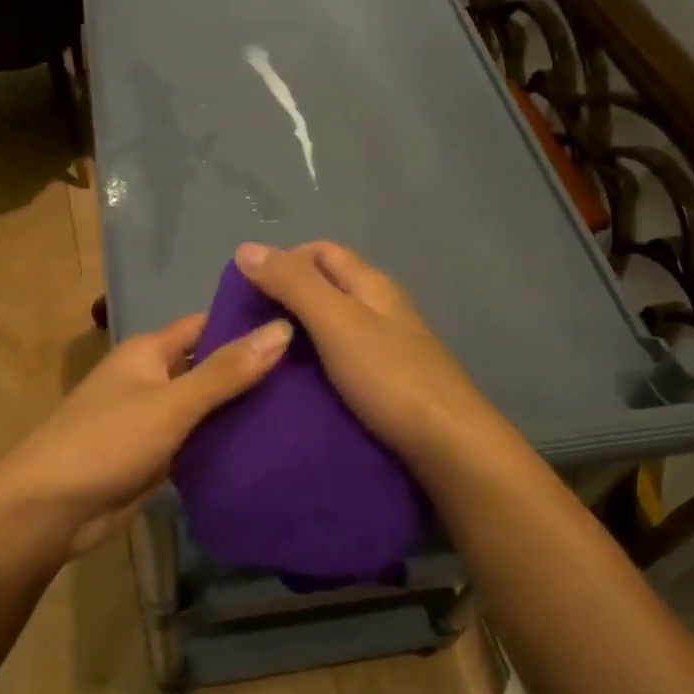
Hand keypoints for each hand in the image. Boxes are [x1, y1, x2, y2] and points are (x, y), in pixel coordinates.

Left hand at [0, 310, 293, 555]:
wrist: (51, 510)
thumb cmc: (107, 441)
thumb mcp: (171, 403)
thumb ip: (226, 371)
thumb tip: (282, 330)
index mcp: (149, 352)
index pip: (207, 324)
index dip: (247, 323)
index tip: (300, 323)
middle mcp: (152, 379)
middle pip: (210, 366)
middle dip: (253, 369)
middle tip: (315, 370)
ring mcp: (155, 420)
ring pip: (207, 407)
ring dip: (243, 409)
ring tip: (305, 406)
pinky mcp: (157, 457)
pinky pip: (199, 441)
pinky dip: (226, 442)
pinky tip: (271, 445)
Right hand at [233, 241, 504, 474]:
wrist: (448, 445)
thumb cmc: (390, 377)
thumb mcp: (337, 322)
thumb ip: (294, 285)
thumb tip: (246, 248)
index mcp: (372, 285)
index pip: (322, 252)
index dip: (283, 259)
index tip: (245, 290)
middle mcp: (381, 310)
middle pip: (328, 288)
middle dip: (287, 298)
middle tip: (246, 328)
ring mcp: (387, 349)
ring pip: (334, 327)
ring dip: (299, 334)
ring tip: (262, 358)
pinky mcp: (386, 385)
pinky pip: (341, 362)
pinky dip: (314, 365)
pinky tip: (295, 386)